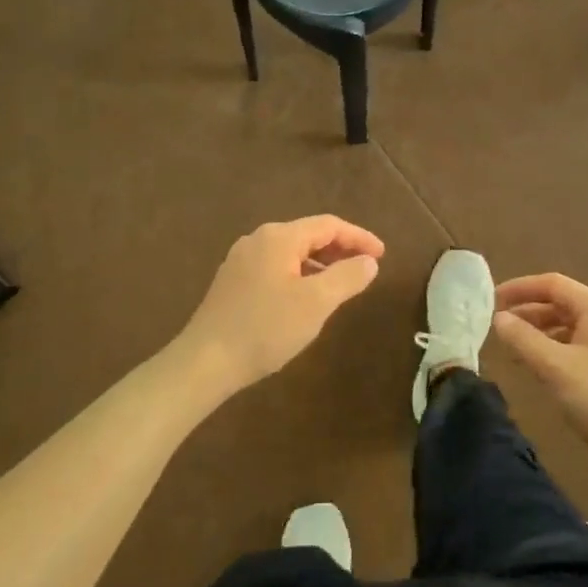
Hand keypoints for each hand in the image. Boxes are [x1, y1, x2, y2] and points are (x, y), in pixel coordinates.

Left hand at [178, 216, 384, 392]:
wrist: (205, 361)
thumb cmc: (265, 328)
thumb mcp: (316, 303)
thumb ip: (347, 277)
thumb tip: (369, 262)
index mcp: (279, 237)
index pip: (328, 225)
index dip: (359, 237)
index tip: (382, 255)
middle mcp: (258, 240)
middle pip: (308, 235)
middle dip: (340, 249)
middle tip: (366, 268)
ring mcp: (241, 260)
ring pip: (291, 253)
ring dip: (320, 263)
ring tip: (342, 284)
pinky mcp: (233, 282)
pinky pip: (276, 267)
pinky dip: (300, 274)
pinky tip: (306, 298)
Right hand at [493, 273, 587, 487]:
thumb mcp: (556, 368)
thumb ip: (523, 340)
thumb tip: (498, 318)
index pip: (552, 284)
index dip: (519, 288)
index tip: (490, 302)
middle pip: (562, 303)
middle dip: (528, 312)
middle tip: (497, 328)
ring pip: (570, 327)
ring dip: (540, 333)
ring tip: (514, 350)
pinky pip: (580, 347)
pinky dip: (556, 350)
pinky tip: (541, 369)